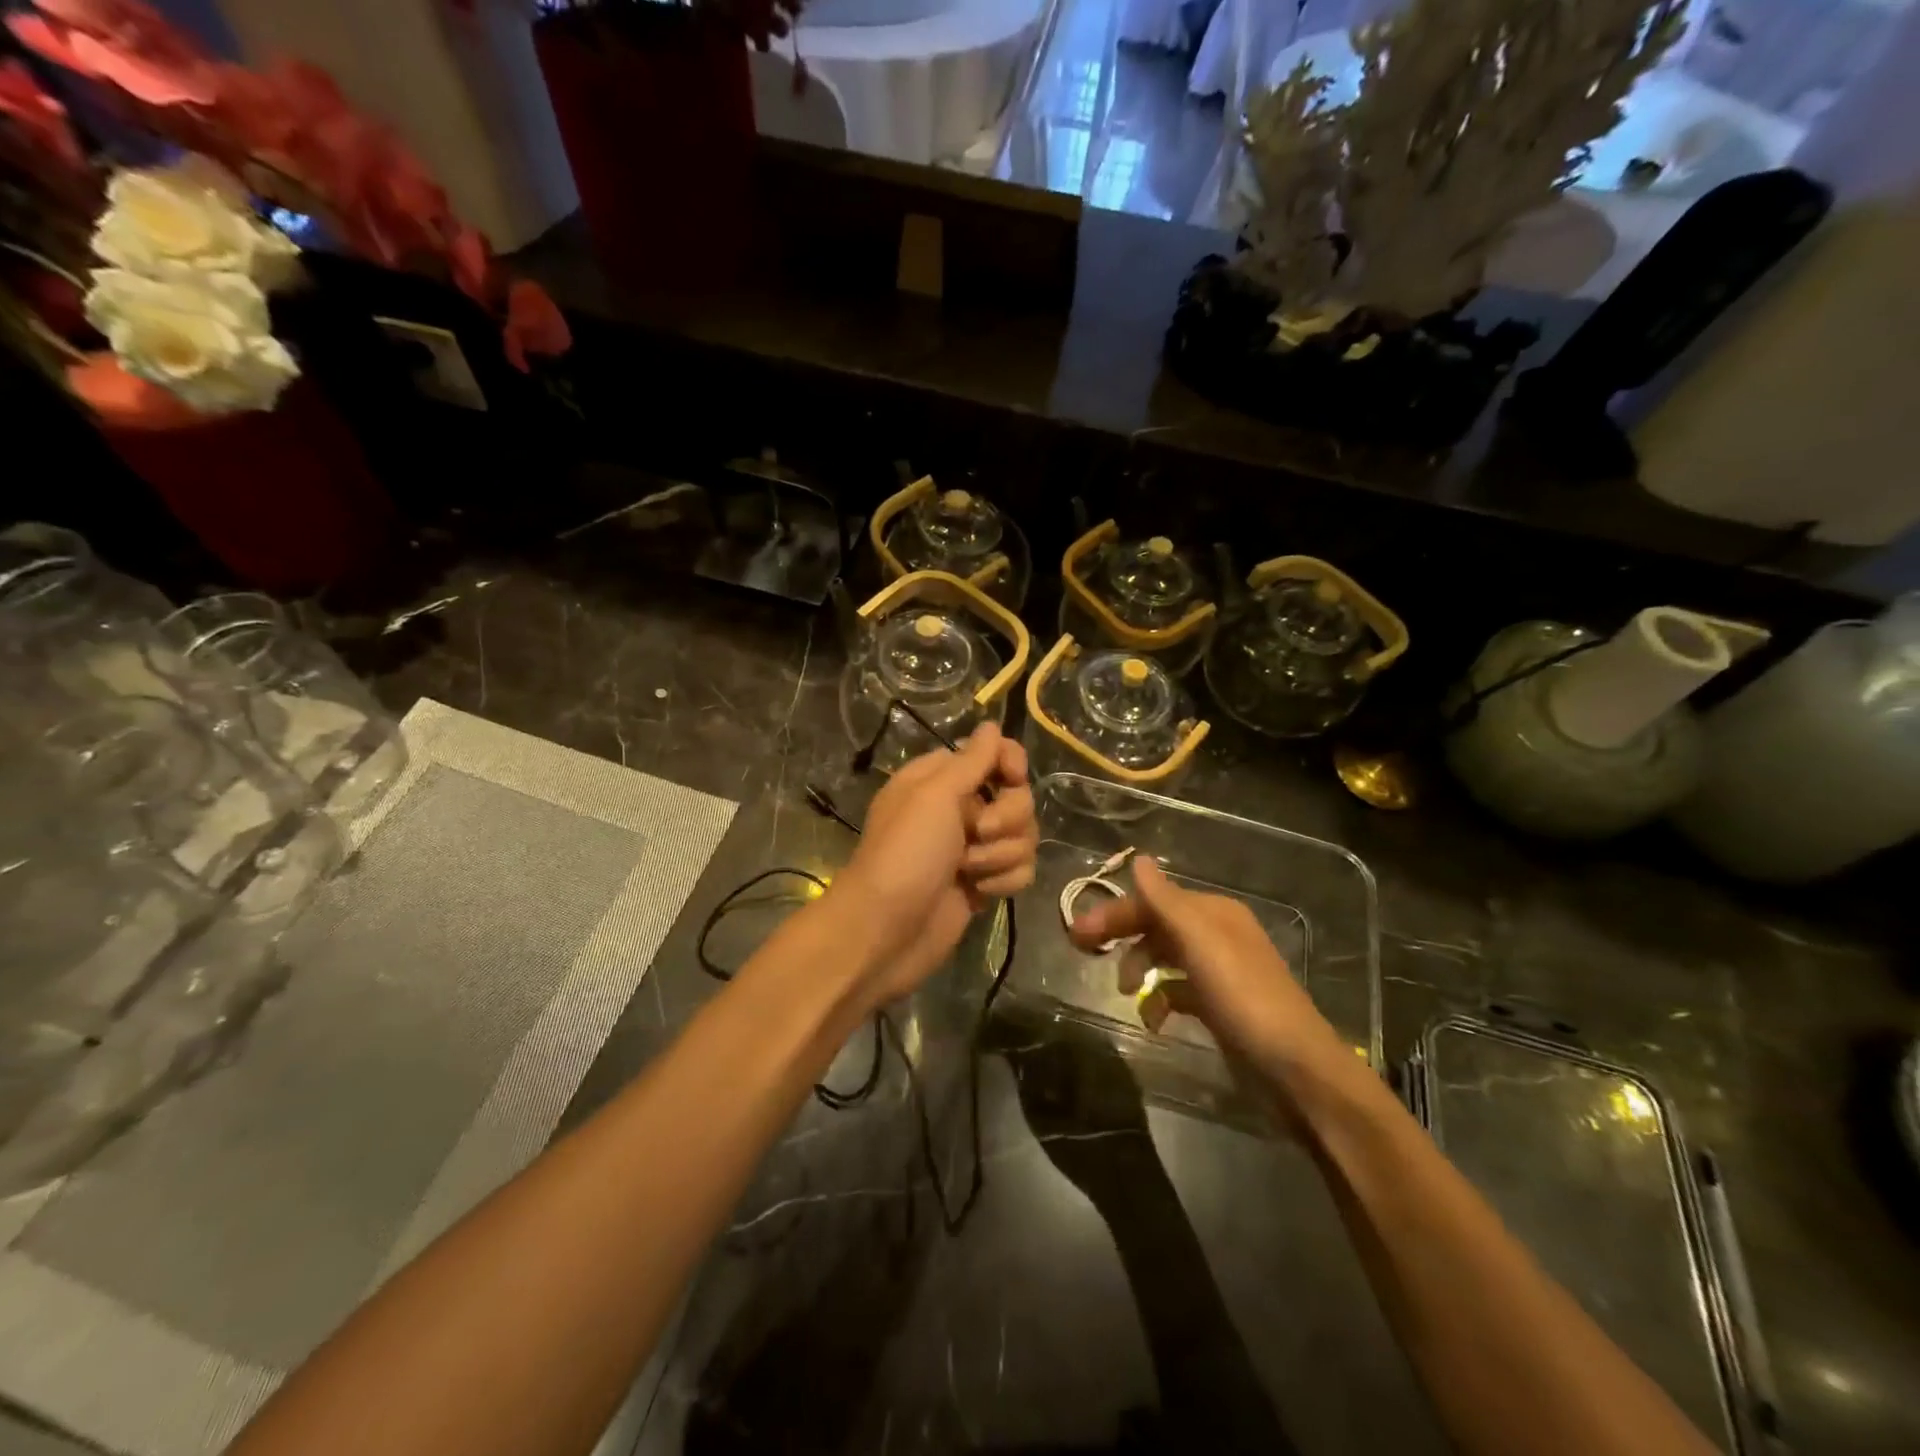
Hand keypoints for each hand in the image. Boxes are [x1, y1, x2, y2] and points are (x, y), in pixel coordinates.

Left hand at [829, 723, 1035, 1006]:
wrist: (886, 931)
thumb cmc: (905, 854)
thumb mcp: (934, 796)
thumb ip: (971, 761)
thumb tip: (991, 726)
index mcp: (940, 779)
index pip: (993, 753)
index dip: (1010, 763)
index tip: (1012, 778)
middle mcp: (958, 808)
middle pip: (1016, 797)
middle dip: (1007, 817)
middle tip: (976, 833)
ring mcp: (972, 848)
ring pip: (1023, 836)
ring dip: (1002, 853)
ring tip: (969, 871)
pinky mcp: (983, 882)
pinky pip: (1019, 869)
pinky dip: (1004, 880)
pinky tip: (979, 893)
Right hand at [1067, 857, 1349, 1081]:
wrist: (1295, 1069)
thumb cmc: (1244, 998)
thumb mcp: (1201, 943)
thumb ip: (1166, 901)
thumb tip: (1137, 858)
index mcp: (1213, 913)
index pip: (1153, 900)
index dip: (1115, 912)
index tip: (1078, 933)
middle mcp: (1216, 935)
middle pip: (1156, 925)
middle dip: (1121, 935)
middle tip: (1081, 950)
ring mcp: (1218, 972)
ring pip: (1164, 957)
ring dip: (1138, 968)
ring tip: (1122, 991)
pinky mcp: (1218, 1006)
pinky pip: (1177, 990)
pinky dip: (1160, 999)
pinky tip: (1153, 1019)